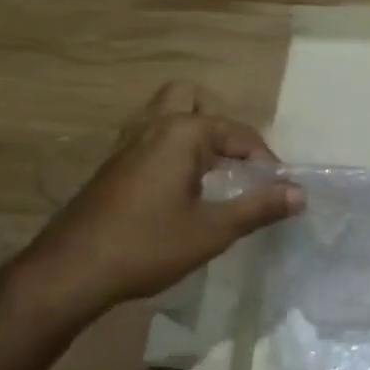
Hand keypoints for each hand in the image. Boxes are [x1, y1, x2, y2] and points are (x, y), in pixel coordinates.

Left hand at [9, 82, 303, 327]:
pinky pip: (147, 135)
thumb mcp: (212, 231)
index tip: (278, 189)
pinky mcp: (112, 164)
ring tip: (208, 167)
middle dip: (217, 122)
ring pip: (163, 113)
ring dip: (190, 128)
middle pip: (191, 98)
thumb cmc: (147, 246)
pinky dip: (168, 146)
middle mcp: (154, 125)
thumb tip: (300, 193)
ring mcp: (127, 142)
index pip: (238, 133)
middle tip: (232, 160)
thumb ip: (259, 207)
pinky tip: (177, 184)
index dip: (264, 160)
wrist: (70, 272)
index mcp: (182, 133)